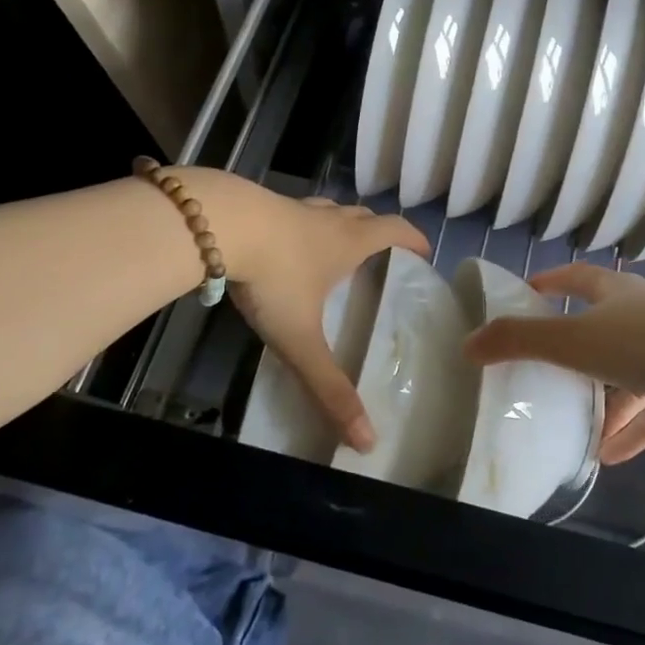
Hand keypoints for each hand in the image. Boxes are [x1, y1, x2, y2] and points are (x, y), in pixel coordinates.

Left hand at [184, 170, 427, 452]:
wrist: (220, 226)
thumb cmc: (274, 277)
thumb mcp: (302, 339)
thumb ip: (329, 387)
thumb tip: (367, 440)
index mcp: (350, 242)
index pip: (396, 230)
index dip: (414, 238)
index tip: (424, 252)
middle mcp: (330, 219)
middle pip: (366, 216)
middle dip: (379, 232)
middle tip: (382, 255)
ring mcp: (296, 208)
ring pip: (332, 210)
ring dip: (343, 223)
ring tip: (338, 247)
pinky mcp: (264, 204)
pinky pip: (297, 212)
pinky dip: (305, 224)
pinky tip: (288, 242)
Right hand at [462, 263, 644, 463]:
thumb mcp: (573, 339)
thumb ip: (520, 341)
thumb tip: (467, 343)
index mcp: (616, 294)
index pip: (578, 278)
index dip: (552, 282)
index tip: (528, 292)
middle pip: (605, 330)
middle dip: (577, 352)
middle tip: (545, 374)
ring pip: (630, 378)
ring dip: (605, 403)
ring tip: (574, 431)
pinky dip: (633, 432)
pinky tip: (610, 459)